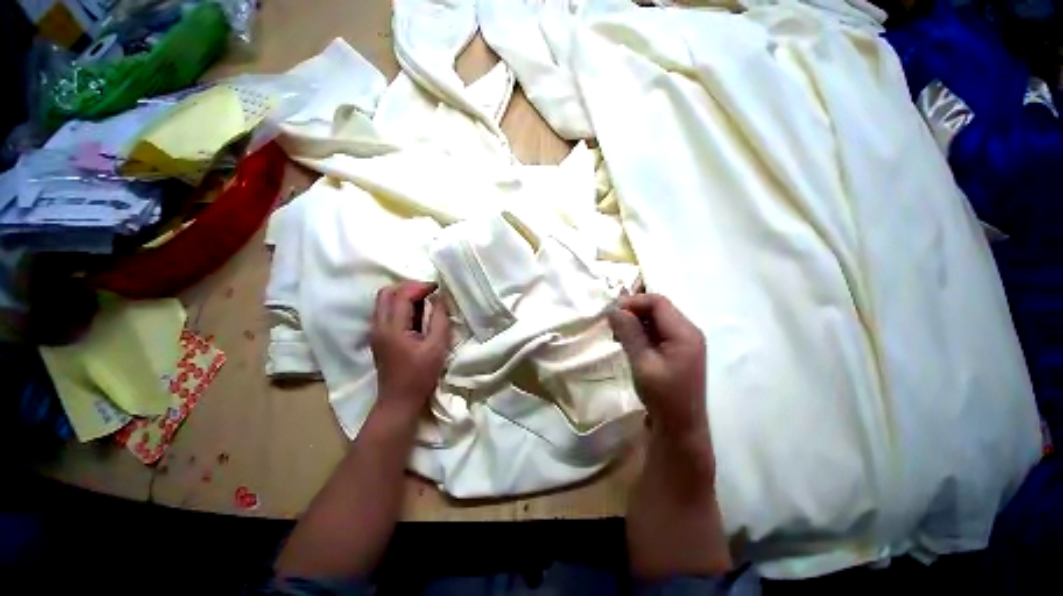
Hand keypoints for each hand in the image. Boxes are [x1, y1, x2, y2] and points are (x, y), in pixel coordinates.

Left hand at [370, 281, 450, 418]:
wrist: (399, 401)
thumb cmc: (420, 375)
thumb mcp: (437, 346)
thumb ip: (440, 319)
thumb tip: (440, 299)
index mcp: (392, 328)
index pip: (402, 294)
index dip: (421, 286)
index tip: (439, 287)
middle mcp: (378, 326)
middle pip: (386, 293)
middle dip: (409, 287)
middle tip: (430, 292)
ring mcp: (376, 332)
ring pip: (384, 301)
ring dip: (404, 295)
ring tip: (426, 301)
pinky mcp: (379, 337)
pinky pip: (387, 312)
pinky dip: (401, 306)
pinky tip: (418, 315)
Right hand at [607, 294, 706, 436]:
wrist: (680, 428)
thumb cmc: (662, 396)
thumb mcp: (642, 362)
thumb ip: (629, 332)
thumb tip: (613, 309)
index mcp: (684, 333)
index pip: (658, 302)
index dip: (633, 302)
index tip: (611, 312)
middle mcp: (689, 331)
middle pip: (658, 308)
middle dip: (633, 311)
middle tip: (612, 324)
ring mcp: (685, 341)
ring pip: (657, 319)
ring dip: (636, 322)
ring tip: (617, 335)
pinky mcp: (679, 350)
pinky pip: (658, 331)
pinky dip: (641, 332)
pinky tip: (628, 343)